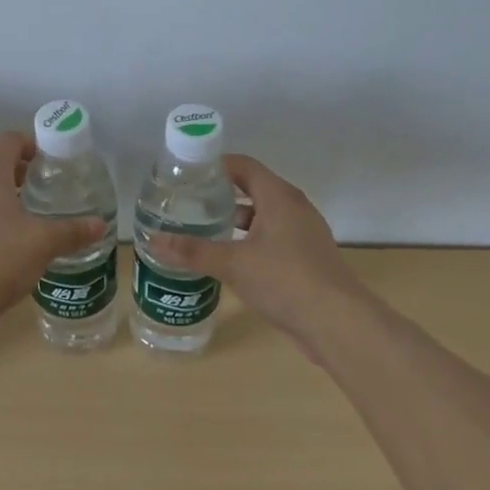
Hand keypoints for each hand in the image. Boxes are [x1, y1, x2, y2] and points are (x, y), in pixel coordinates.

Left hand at [0, 132, 107, 326]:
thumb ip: (73, 231)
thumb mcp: (43, 244)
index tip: (52, 163)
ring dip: (2, 195)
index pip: (10, 140)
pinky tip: (3, 242)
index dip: (33, 145)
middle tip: (45, 190)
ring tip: (28, 217)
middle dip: (20, 173)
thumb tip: (100, 225)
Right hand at [151, 155, 374, 345]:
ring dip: (233, 221)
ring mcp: (302, 235)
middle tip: (186, 203)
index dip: (215, 165)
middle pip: (252, 189)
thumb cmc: (286, 280)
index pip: (244, 166)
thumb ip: (192, 250)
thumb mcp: (233, 263)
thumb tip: (152, 240)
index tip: (186, 174)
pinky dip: (247, 242)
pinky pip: (270, 239)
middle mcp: (293, 209)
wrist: (338, 324)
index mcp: (279, 197)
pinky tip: (226, 260)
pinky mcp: (304, 260)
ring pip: (261, 217)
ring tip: (199, 230)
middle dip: (220, 194)